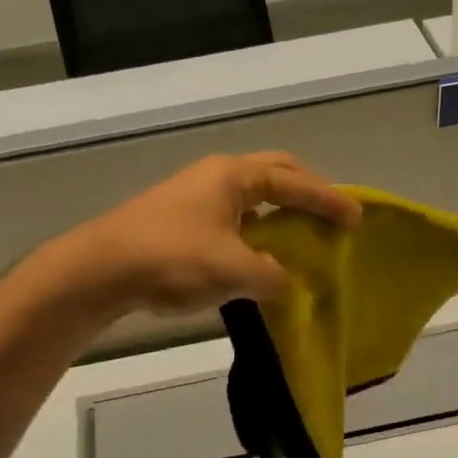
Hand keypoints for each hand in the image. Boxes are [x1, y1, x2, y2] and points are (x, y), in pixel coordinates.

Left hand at [64, 152, 359, 314]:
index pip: (295, 182)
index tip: (357, 218)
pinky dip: (253, 234)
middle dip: (304, 192)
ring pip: (250, 199)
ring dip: (277, 215)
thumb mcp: (232, 270)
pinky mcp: (178, 221)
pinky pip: (231, 220)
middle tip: (328, 215)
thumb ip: (270, 276)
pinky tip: (256, 260)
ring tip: (298, 240)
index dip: (329, 200)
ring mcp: (194, 197)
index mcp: (234, 176)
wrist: (100, 269)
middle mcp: (215, 177)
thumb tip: (282, 282)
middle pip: (273, 175)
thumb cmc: (172, 258)